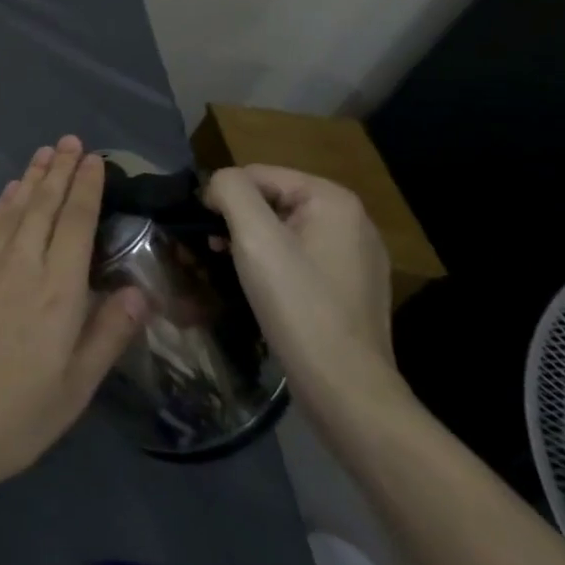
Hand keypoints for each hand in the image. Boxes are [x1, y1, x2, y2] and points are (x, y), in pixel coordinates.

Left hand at [0, 138, 149, 497]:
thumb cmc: (16, 417)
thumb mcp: (75, 389)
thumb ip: (108, 334)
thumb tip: (141, 291)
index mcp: (58, 292)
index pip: (76, 223)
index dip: (86, 187)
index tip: (94, 158)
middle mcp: (23, 265)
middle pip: (45, 205)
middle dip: (60, 169)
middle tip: (71, 140)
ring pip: (16, 207)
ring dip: (33, 176)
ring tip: (45, 151)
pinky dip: (4, 201)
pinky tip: (11, 190)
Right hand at [203, 165, 402, 411]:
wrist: (345, 389)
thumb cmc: (298, 305)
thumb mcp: (254, 237)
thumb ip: (231, 190)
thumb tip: (217, 185)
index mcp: (334, 199)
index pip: (258, 174)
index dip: (224, 197)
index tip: (207, 232)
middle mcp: (353, 220)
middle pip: (273, 200)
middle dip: (239, 221)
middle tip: (217, 252)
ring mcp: (357, 256)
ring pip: (285, 230)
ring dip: (253, 243)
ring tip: (234, 269)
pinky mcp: (353, 287)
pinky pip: (302, 257)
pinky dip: (276, 264)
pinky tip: (264, 290)